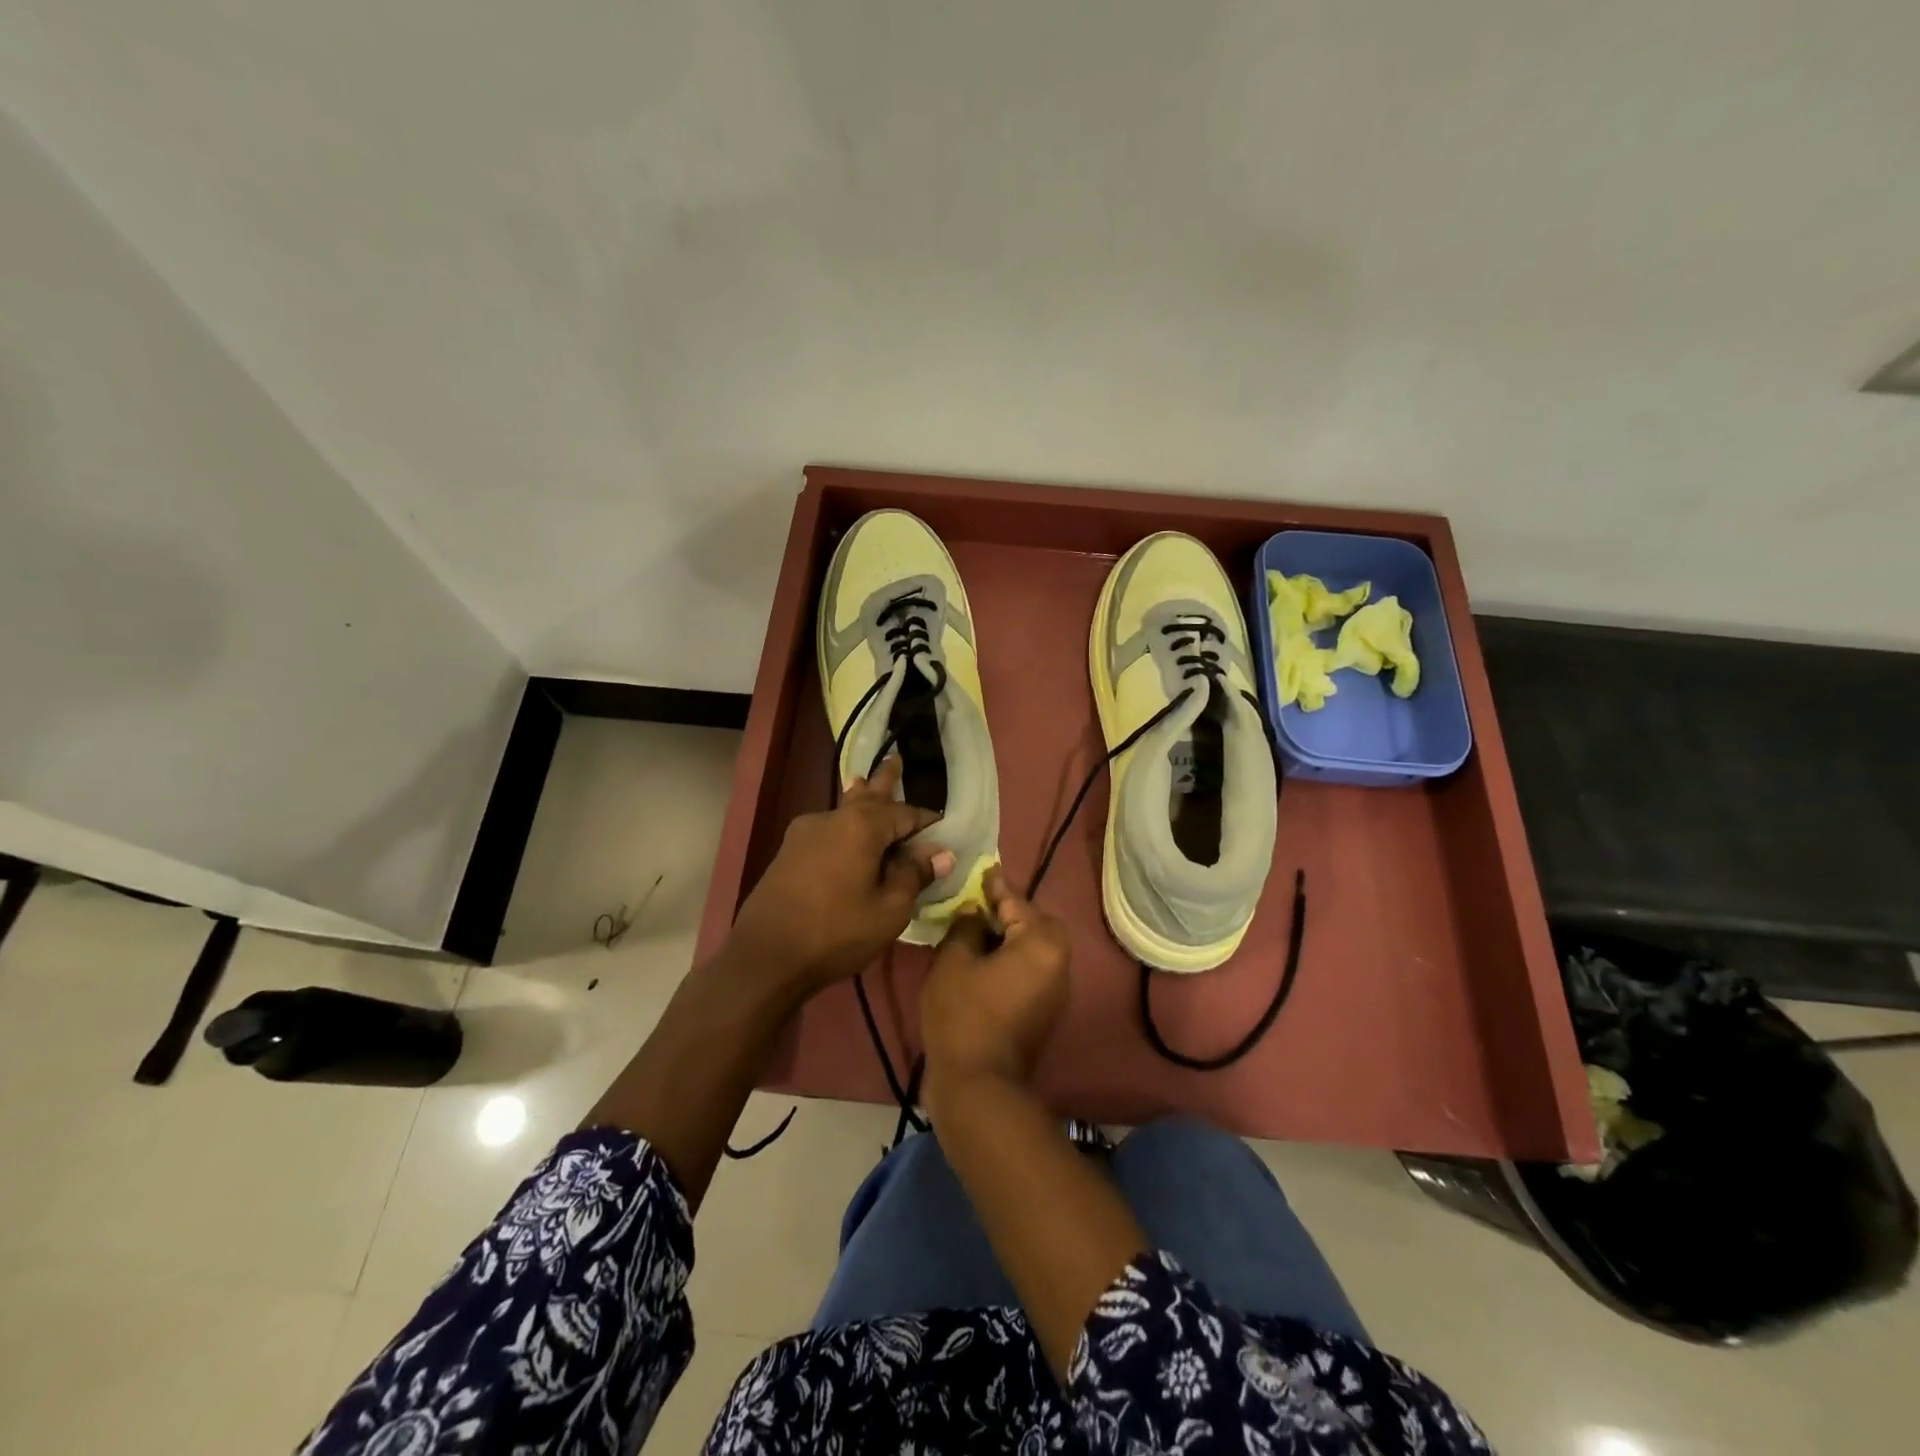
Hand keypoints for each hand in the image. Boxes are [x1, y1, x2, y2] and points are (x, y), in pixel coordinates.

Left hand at [728, 755, 954, 992]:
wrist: (766, 956)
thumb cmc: (836, 932)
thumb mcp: (889, 910)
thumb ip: (914, 876)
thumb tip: (941, 853)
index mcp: (862, 826)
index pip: (905, 813)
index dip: (926, 821)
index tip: (943, 828)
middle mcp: (833, 818)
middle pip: (867, 794)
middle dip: (885, 780)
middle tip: (896, 759)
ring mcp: (805, 832)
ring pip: (843, 808)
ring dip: (859, 797)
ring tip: (864, 781)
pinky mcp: (789, 851)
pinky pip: (827, 828)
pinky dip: (844, 825)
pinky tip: (843, 831)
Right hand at [921, 868, 1070, 1112]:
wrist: (980, 1086)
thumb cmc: (964, 1015)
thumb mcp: (954, 960)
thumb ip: (967, 926)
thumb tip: (976, 914)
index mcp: (1042, 941)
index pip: (1015, 900)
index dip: (992, 886)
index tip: (977, 871)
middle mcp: (1060, 960)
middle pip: (1030, 922)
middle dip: (1003, 913)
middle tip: (971, 907)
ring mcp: (1056, 989)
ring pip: (1031, 947)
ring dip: (1006, 937)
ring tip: (972, 932)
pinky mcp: (1045, 1010)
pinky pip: (1029, 970)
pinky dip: (1010, 960)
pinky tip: (981, 963)